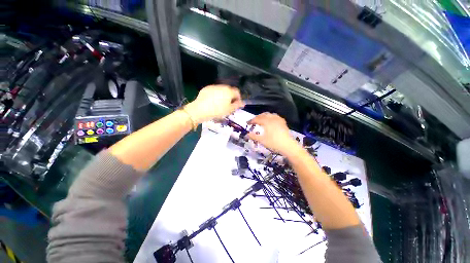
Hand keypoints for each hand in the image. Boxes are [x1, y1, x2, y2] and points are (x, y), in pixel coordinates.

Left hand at [184, 85, 244, 123]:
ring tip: (220, 104)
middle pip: (229, 90)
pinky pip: (214, 91)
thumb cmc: (217, 111)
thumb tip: (242, 103)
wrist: (200, 110)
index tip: (236, 104)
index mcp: (229, 91)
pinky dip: (215, 95)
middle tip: (228, 105)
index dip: (238, 98)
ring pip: (221, 90)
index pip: (237, 92)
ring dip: (223, 95)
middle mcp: (222, 87)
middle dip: (230, 96)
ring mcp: (213, 87)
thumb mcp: (229, 110)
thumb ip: (237, 105)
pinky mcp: (206, 88)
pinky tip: (212, 101)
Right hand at [247, 112, 298, 154]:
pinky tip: (270, 121)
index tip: (247, 123)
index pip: (257, 119)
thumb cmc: (274, 143)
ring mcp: (278, 119)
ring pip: (269, 114)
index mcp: (266, 122)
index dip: (251, 121)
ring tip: (261, 120)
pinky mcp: (282, 122)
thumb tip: (246, 134)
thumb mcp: (262, 140)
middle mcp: (272, 118)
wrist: (288, 146)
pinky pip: (275, 116)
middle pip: (263, 115)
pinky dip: (270, 117)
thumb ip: (253, 136)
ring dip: (263, 116)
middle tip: (253, 122)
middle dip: (257, 117)